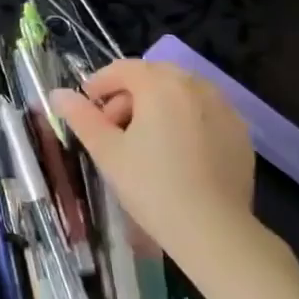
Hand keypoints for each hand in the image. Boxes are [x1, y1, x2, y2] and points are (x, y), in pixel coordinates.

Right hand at [52, 60, 277, 285]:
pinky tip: (176, 152)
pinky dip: (185, 119)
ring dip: (158, 104)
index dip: (100, 83)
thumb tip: (58, 94)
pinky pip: (204, 112)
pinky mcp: (240, 132)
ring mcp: (224, 108)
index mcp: (161, 85)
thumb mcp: (107, 151)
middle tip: (113, 125)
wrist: (213, 229)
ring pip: (182, 92)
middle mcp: (196, 86)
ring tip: (144, 140)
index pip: (124, 69)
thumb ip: (81, 117)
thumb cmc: (151, 185)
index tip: (87, 105)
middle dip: (129, 93)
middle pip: (154, 76)